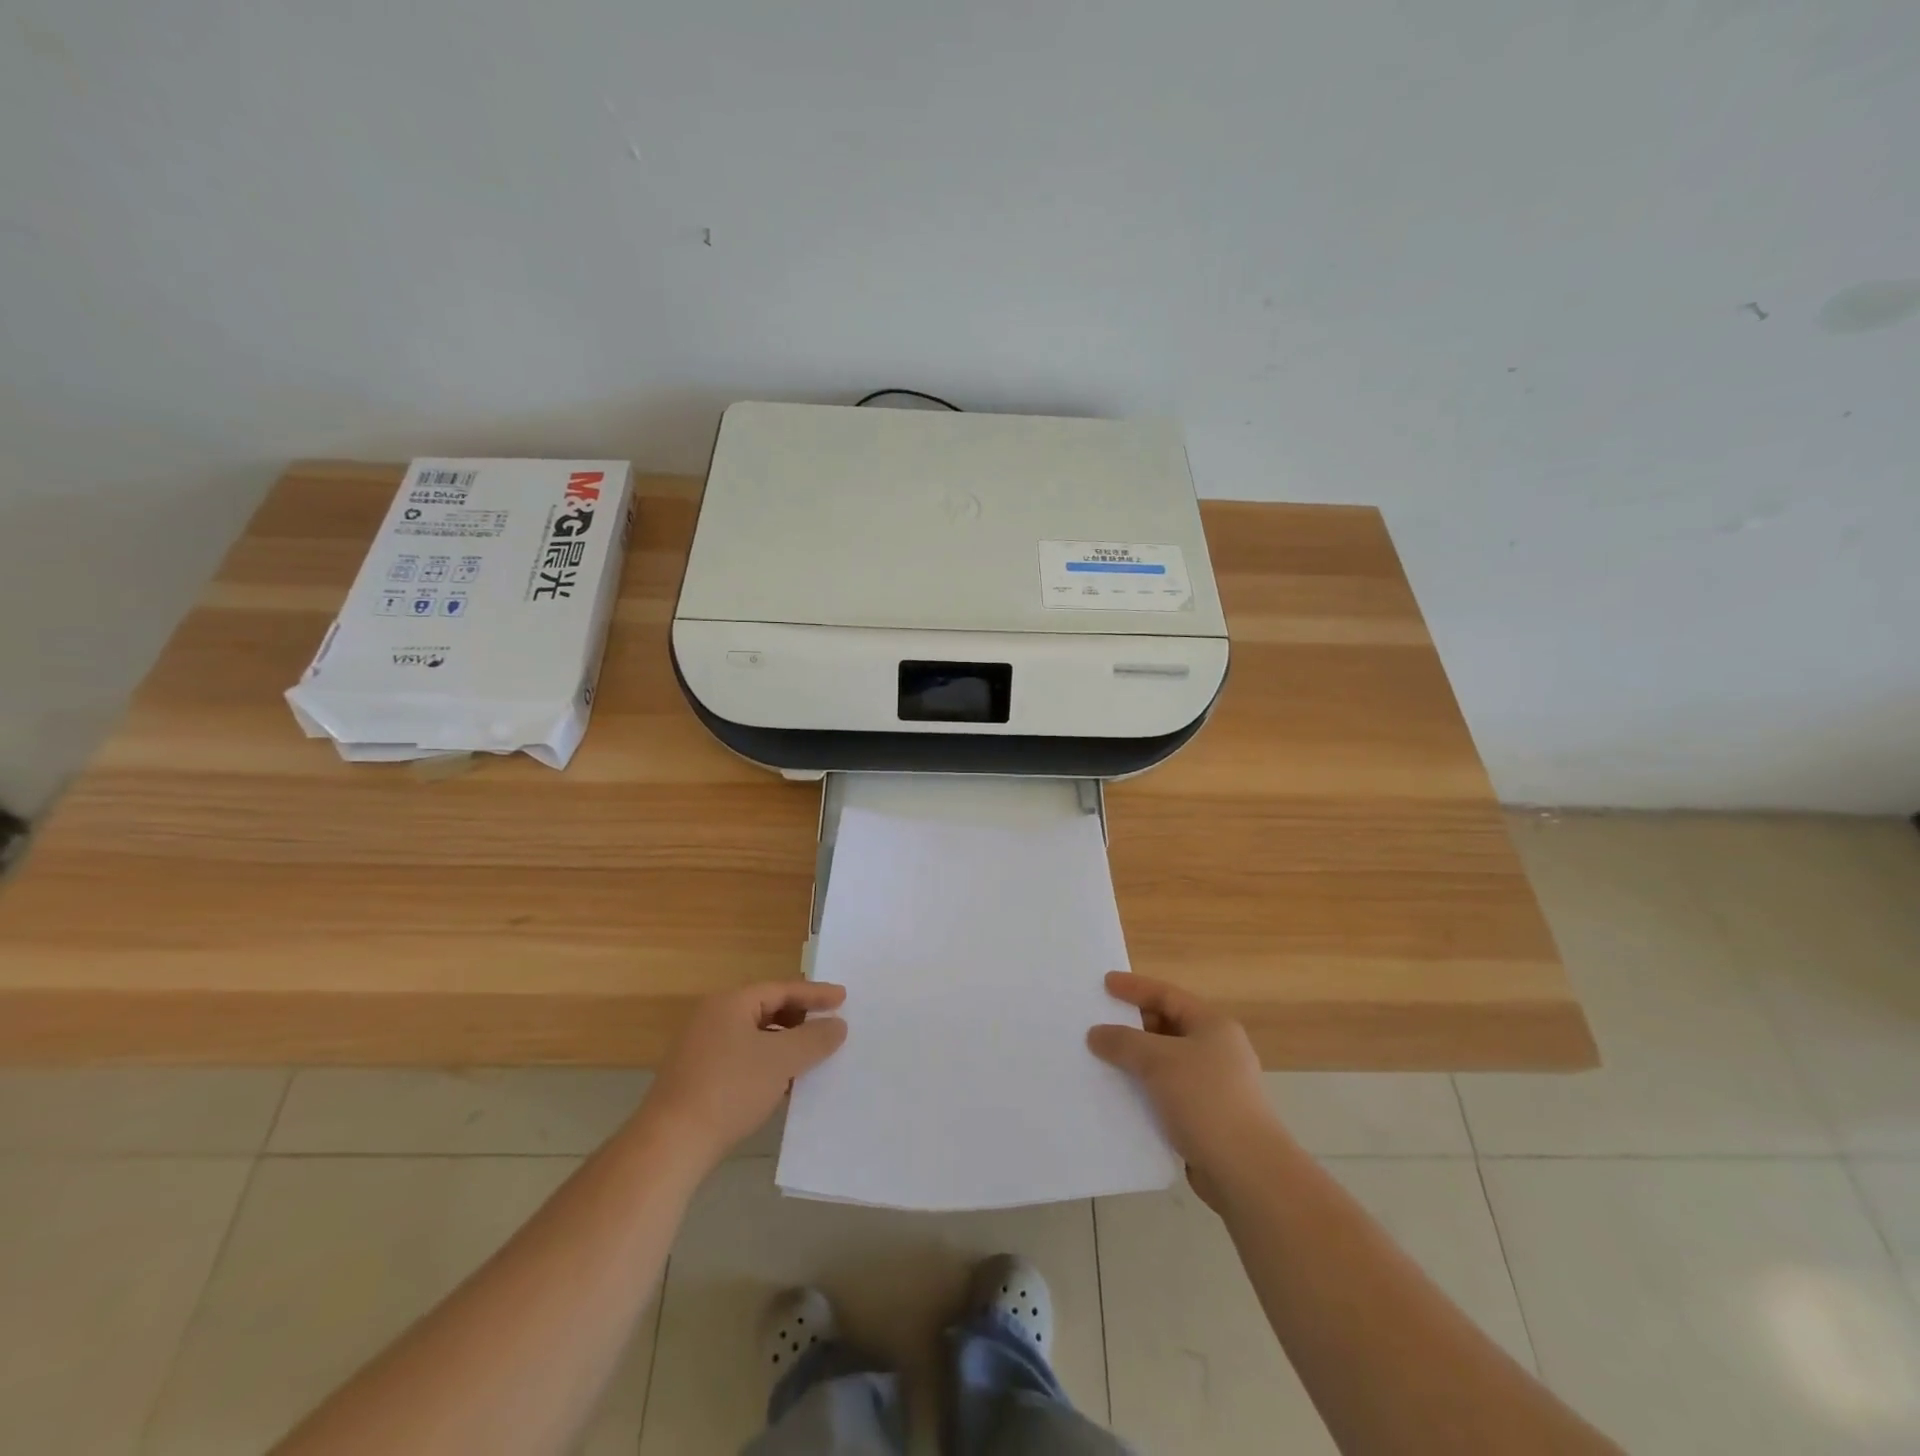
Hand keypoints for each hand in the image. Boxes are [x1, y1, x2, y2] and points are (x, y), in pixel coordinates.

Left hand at [644, 981, 847, 1167]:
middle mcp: (713, 1018)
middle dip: (800, 1019)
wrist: (670, 1145)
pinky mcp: (697, 1079)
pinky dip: (767, 1065)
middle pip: (766, 1009)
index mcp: (730, 1003)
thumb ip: (814, 1038)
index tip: (843, 998)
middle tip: (829, 1026)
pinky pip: (743, 1059)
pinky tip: (783, 1086)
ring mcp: (701, 1049)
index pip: (781, 989)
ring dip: (785, 1045)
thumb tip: (837, 1025)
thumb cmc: (730, 1089)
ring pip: (755, 1037)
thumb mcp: (781, 1060)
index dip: (815, 994)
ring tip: (812, 1059)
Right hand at [1088, 972, 1282, 1203]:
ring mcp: (1213, 1086)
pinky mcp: (1206, 1118)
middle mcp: (1216, 1051)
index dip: (1135, 987)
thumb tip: (1096, 1034)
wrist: (1247, 1172)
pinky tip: (1119, 1097)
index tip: (1105, 984)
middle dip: (1132, 1025)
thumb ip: (1123, 1041)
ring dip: (1135, 1061)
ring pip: (1165, 1062)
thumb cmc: (1206, 1100)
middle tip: (1098, 1023)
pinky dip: (1144, 1090)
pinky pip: (1166, 1093)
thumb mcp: (1159, 1060)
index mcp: (1213, 1026)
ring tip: (1101, 1060)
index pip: (1168, 995)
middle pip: (1167, 1026)